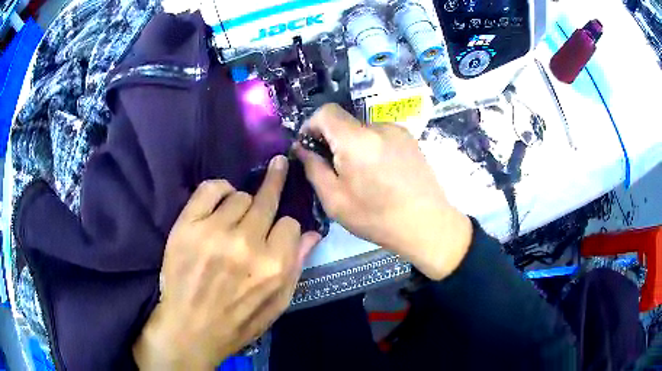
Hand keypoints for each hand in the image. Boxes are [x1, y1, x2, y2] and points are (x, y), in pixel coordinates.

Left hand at [133, 156, 320, 369]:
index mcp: (273, 266)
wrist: (190, 329)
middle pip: (267, 200)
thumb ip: (297, 266)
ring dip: (242, 205)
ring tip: (234, 220)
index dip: (285, 228)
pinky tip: (221, 199)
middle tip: (279, 164)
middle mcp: (247, 244)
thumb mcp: (278, 304)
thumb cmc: (238, 323)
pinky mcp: (188, 225)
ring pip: (240, 196)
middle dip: (275, 183)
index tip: (276, 233)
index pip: (290, 224)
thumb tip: (313, 233)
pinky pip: (210, 188)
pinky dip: (219, 189)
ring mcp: (214, 232)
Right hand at [295, 104, 471, 280]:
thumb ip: (313, 168)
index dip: (311, 125)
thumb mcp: (335, 200)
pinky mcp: (410, 139)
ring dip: (354, 145)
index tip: (309, 147)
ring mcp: (398, 131)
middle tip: (335, 169)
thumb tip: (301, 148)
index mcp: (357, 140)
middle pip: (345, 122)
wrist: (427, 224)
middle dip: (333, 140)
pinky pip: (380, 136)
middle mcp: (378, 127)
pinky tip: (380, 173)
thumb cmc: (377, 218)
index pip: (326, 111)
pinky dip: (371, 147)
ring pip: (363, 130)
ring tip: (363, 175)